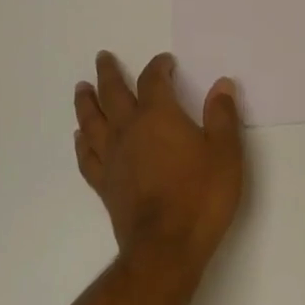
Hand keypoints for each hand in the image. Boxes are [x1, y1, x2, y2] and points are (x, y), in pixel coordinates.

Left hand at [74, 51, 245, 281]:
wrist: (166, 247)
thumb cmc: (201, 196)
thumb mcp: (225, 153)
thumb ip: (222, 116)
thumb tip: (221, 84)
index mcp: (159, 115)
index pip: (154, 80)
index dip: (159, 66)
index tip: (165, 62)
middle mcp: (129, 129)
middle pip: (113, 92)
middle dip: (108, 72)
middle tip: (102, 57)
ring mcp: (112, 157)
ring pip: (91, 120)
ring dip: (86, 101)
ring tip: (81, 87)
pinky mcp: (104, 183)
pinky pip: (86, 155)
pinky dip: (81, 142)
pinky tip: (79, 137)